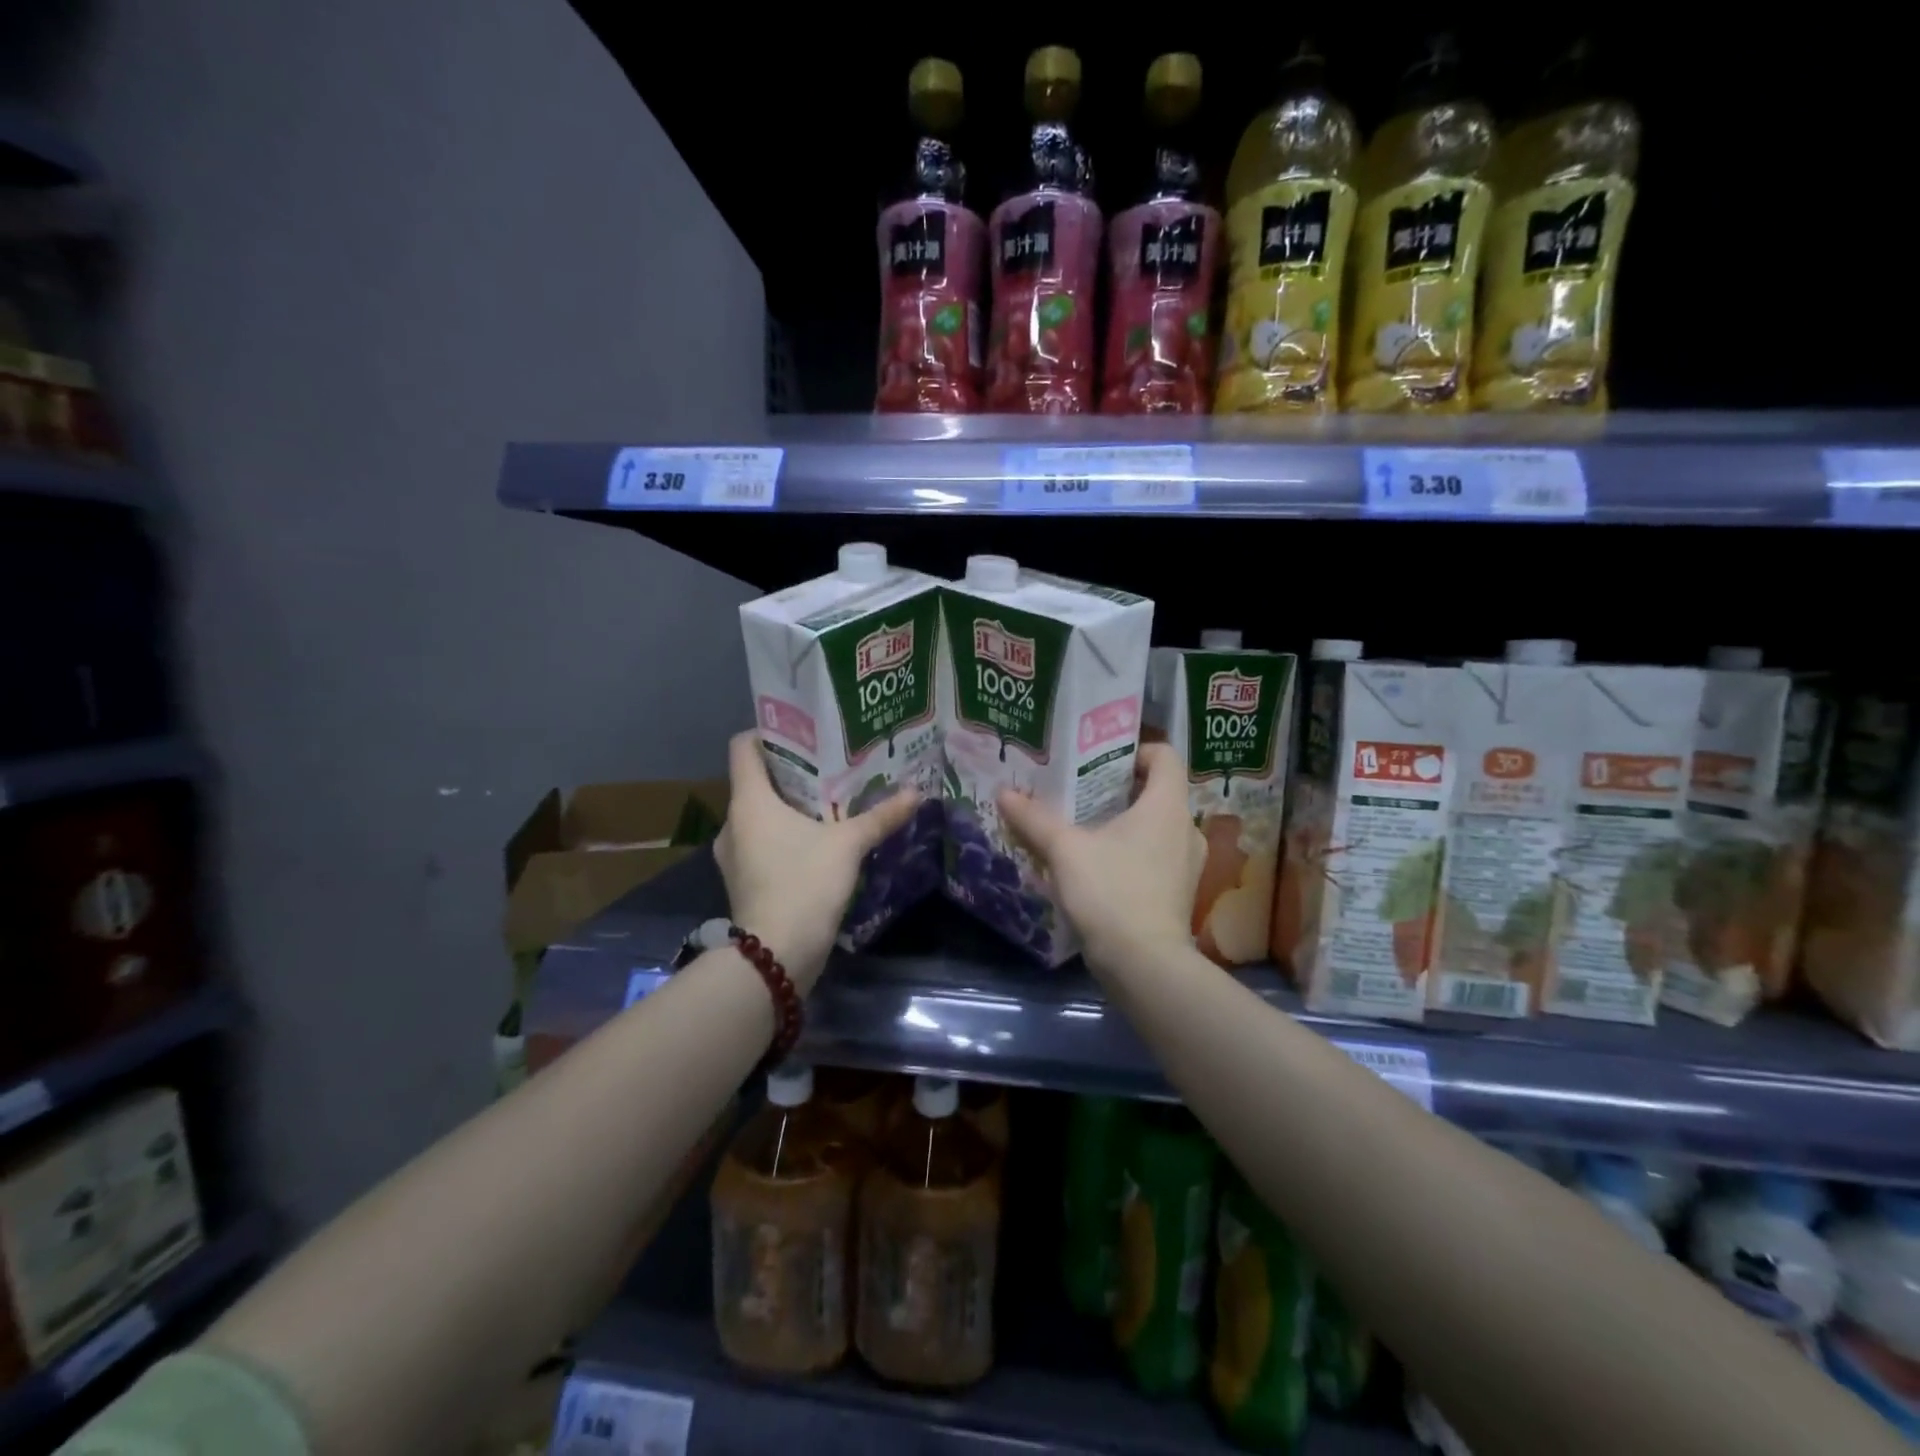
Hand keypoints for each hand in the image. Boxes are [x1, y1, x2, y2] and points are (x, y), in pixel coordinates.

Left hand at [714, 730, 920, 990]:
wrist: (776, 954)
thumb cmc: (804, 883)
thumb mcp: (848, 845)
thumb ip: (880, 816)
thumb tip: (916, 792)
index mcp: (749, 801)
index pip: (743, 747)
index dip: (769, 732)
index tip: (804, 733)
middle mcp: (734, 822)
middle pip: (756, 780)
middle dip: (792, 772)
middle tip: (830, 766)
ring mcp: (734, 855)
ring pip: (760, 815)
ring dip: (790, 807)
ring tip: (829, 803)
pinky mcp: (744, 880)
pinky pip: (763, 843)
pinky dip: (785, 836)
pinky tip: (818, 841)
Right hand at [998, 742, 1204, 975]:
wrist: (1144, 965)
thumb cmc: (1110, 892)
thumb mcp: (1065, 850)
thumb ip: (1034, 819)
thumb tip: (1004, 793)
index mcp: (1167, 806)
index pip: (1165, 755)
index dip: (1135, 750)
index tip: (1099, 761)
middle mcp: (1186, 828)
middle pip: (1157, 791)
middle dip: (1119, 789)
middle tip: (1081, 792)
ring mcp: (1187, 864)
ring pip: (1156, 827)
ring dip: (1125, 824)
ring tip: (1086, 830)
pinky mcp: (1179, 893)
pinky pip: (1157, 856)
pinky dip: (1132, 853)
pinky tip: (1099, 867)